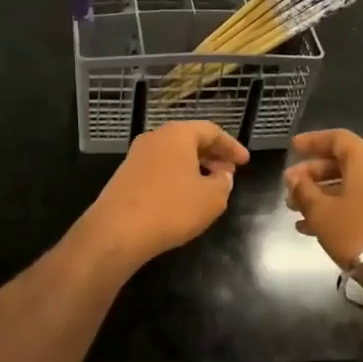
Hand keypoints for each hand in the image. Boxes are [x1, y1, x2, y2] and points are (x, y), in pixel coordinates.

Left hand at [78, 121, 249, 272]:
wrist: (117, 231)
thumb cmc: (171, 208)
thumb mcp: (212, 198)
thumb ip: (224, 182)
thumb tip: (222, 174)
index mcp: (177, 134)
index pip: (211, 131)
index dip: (231, 146)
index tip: (245, 162)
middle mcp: (154, 138)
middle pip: (189, 140)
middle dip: (212, 155)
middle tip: (229, 172)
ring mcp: (136, 156)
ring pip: (173, 155)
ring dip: (194, 167)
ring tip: (210, 186)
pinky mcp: (125, 176)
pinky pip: (159, 169)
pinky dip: (176, 177)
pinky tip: (183, 197)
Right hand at [282, 129, 362, 269]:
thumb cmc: (357, 233)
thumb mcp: (321, 212)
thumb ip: (304, 191)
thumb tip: (295, 179)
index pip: (338, 138)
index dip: (314, 140)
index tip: (292, 148)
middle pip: (343, 163)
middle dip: (312, 173)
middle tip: (289, 187)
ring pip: (349, 186)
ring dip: (320, 194)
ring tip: (294, 210)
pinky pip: (358, 204)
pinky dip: (335, 209)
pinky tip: (311, 228)